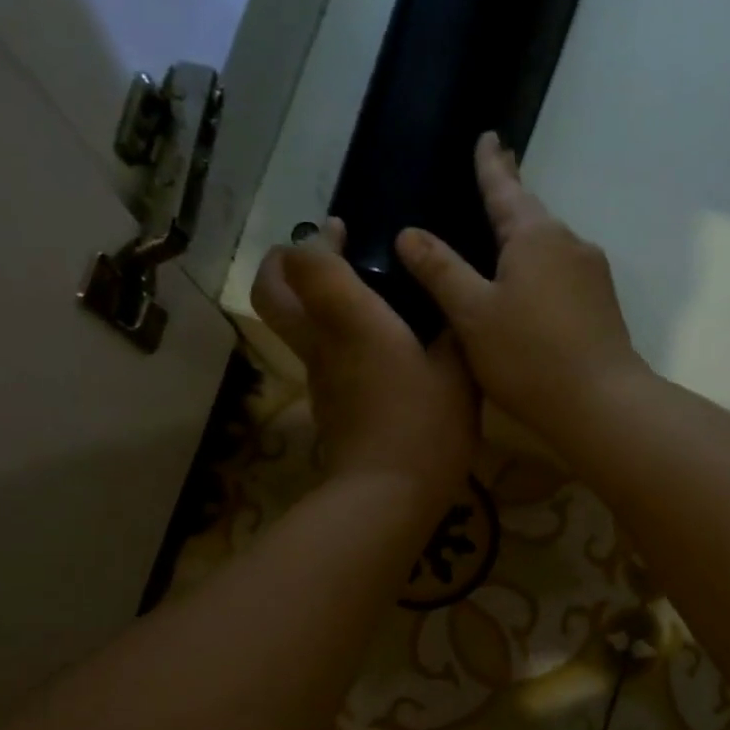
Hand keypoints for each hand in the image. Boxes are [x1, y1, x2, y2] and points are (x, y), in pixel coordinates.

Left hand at [251, 219, 478, 510]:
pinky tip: (379, 350)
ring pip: (294, 326)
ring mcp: (319, 379)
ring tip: (362, 299)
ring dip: (313, 303)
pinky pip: (321, 358)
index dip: (316, 240)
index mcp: (350, 321)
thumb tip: (456, 303)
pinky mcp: (329, 406)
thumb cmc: (425, 426)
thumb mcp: (458, 372)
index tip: (343, 233)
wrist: (388, 496)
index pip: (306, 260)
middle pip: (271, 292)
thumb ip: (455, 329)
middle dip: (284, 264)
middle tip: (323, 256)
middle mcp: (322, 344)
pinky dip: (336, 341)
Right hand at [393, 133, 646, 439]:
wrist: (600, 403)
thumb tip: (409, 233)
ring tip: (503, 238)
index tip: (488, 136)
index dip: (491, 164)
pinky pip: (562, 273)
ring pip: (550, 245)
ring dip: (526, 238)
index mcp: (534, 235)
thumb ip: (440, 271)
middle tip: (494, 176)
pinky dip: (540, 269)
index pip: (505, 188)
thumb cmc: (528, 355)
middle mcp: (569, 243)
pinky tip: (530, 288)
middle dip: (511, 196)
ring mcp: (592, 275)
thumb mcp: (472, 314)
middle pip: (532, 213)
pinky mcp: (601, 305)